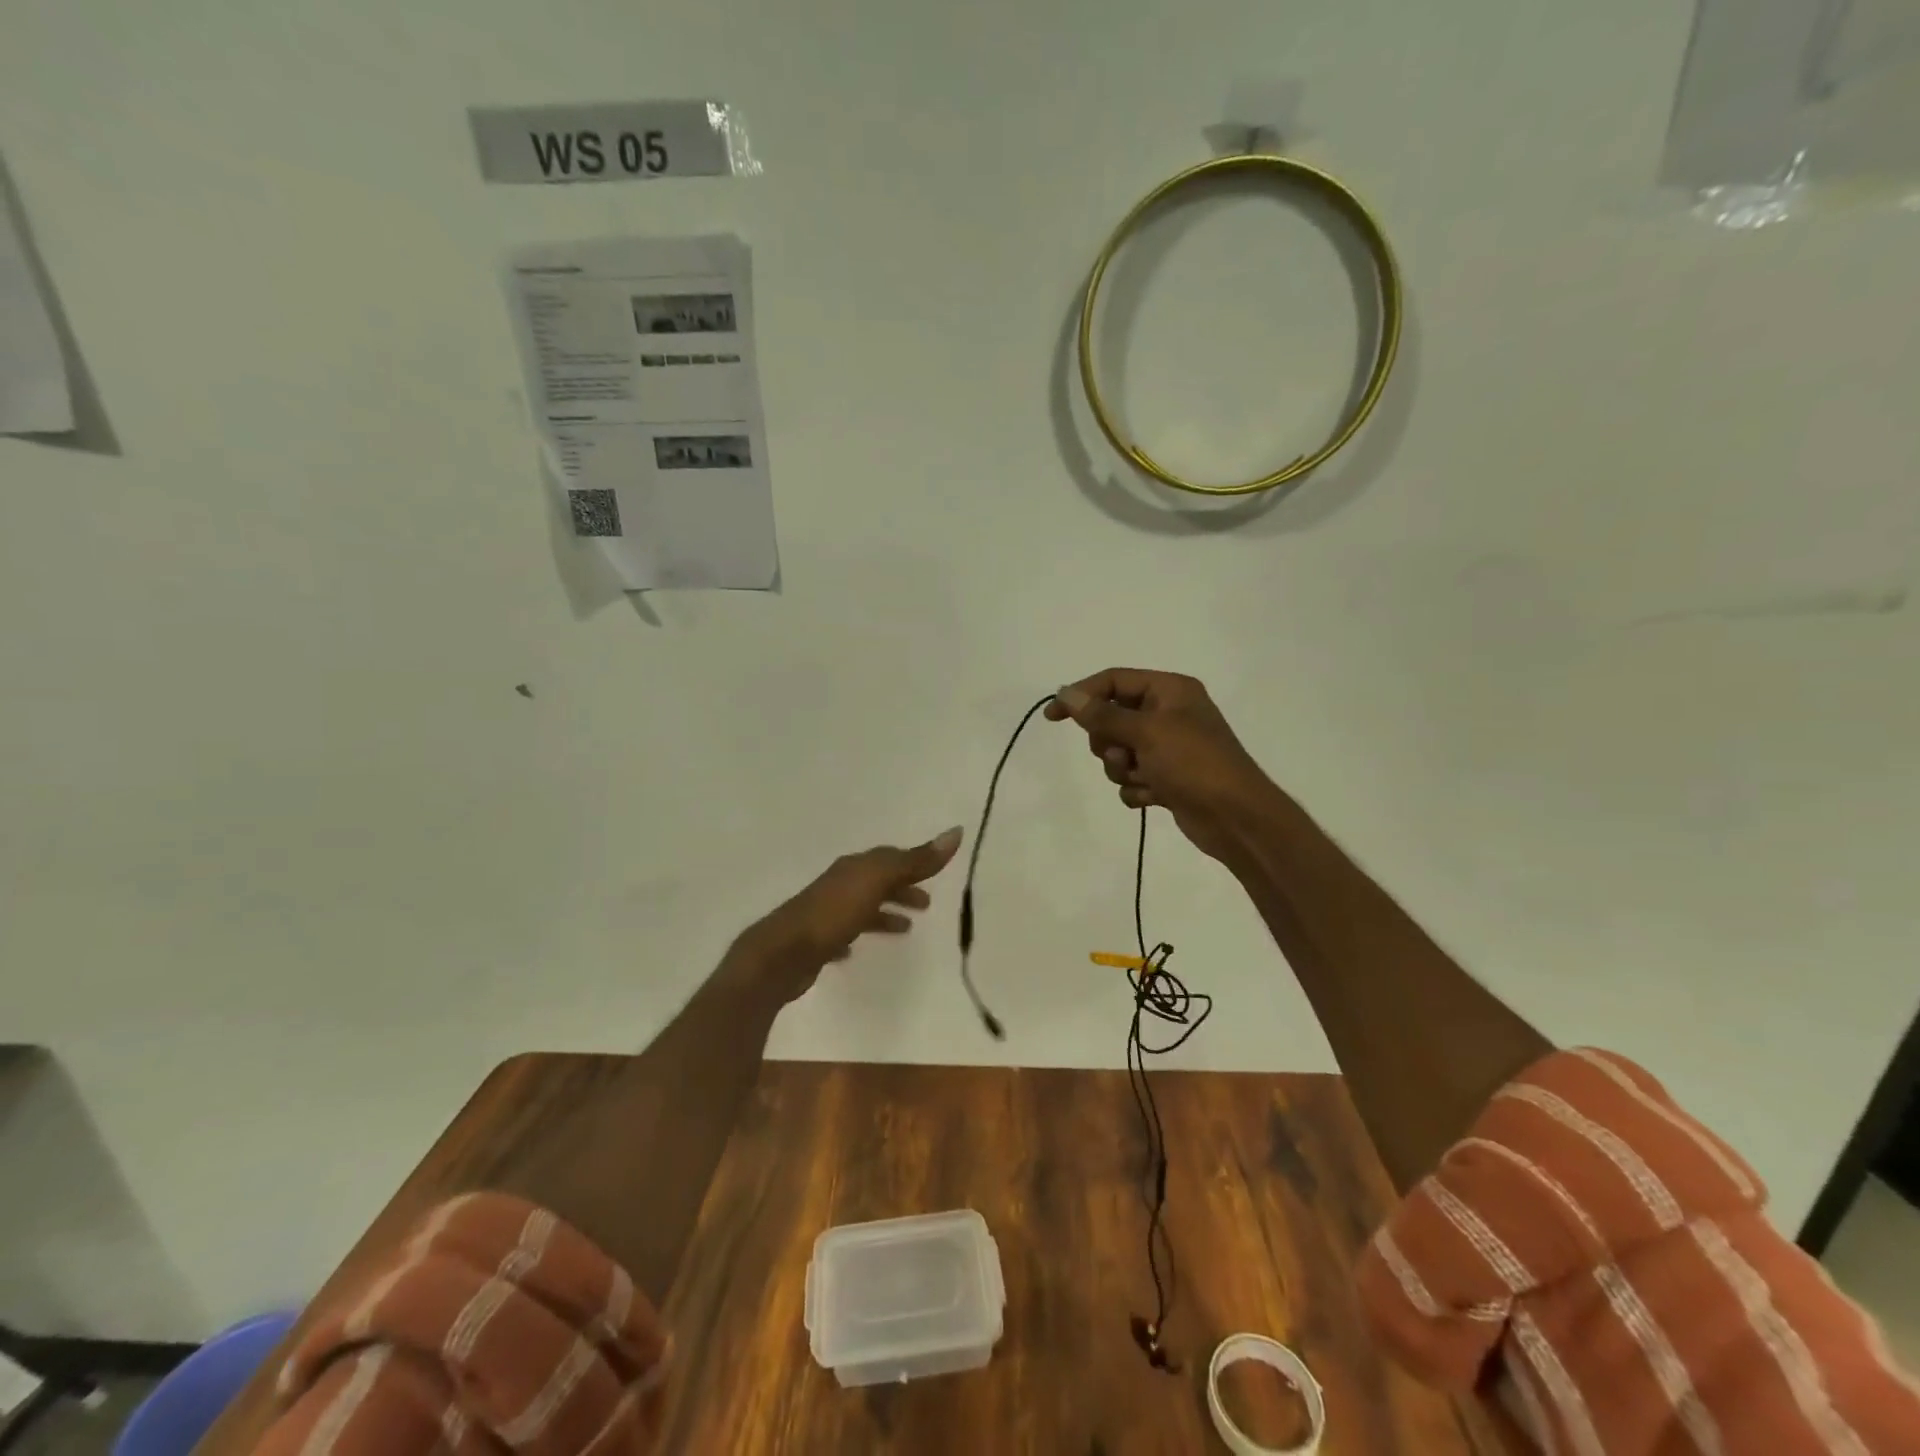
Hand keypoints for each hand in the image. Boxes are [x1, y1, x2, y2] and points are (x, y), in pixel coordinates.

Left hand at [737, 828, 964, 999]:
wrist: (782, 953)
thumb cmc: (833, 913)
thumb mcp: (878, 881)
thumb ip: (915, 861)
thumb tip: (955, 832)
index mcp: (854, 867)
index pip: (889, 857)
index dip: (913, 863)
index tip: (935, 874)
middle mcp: (839, 884)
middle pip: (876, 881)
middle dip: (901, 888)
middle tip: (927, 905)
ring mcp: (824, 913)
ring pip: (861, 907)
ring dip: (883, 913)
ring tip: (905, 930)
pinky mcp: (815, 942)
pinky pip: (842, 934)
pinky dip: (856, 935)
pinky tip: (858, 951)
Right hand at [1046, 669, 1277, 863]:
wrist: (1236, 818)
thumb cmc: (1194, 763)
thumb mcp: (1146, 732)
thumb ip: (1102, 714)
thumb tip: (1066, 694)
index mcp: (1170, 690)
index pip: (1114, 681)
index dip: (1081, 695)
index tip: (1052, 716)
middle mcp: (1168, 714)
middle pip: (1111, 718)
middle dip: (1109, 742)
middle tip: (1124, 754)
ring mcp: (1168, 748)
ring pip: (1118, 752)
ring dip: (1122, 768)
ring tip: (1143, 778)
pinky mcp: (1166, 778)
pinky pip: (1131, 778)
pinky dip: (1136, 788)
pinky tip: (1154, 797)